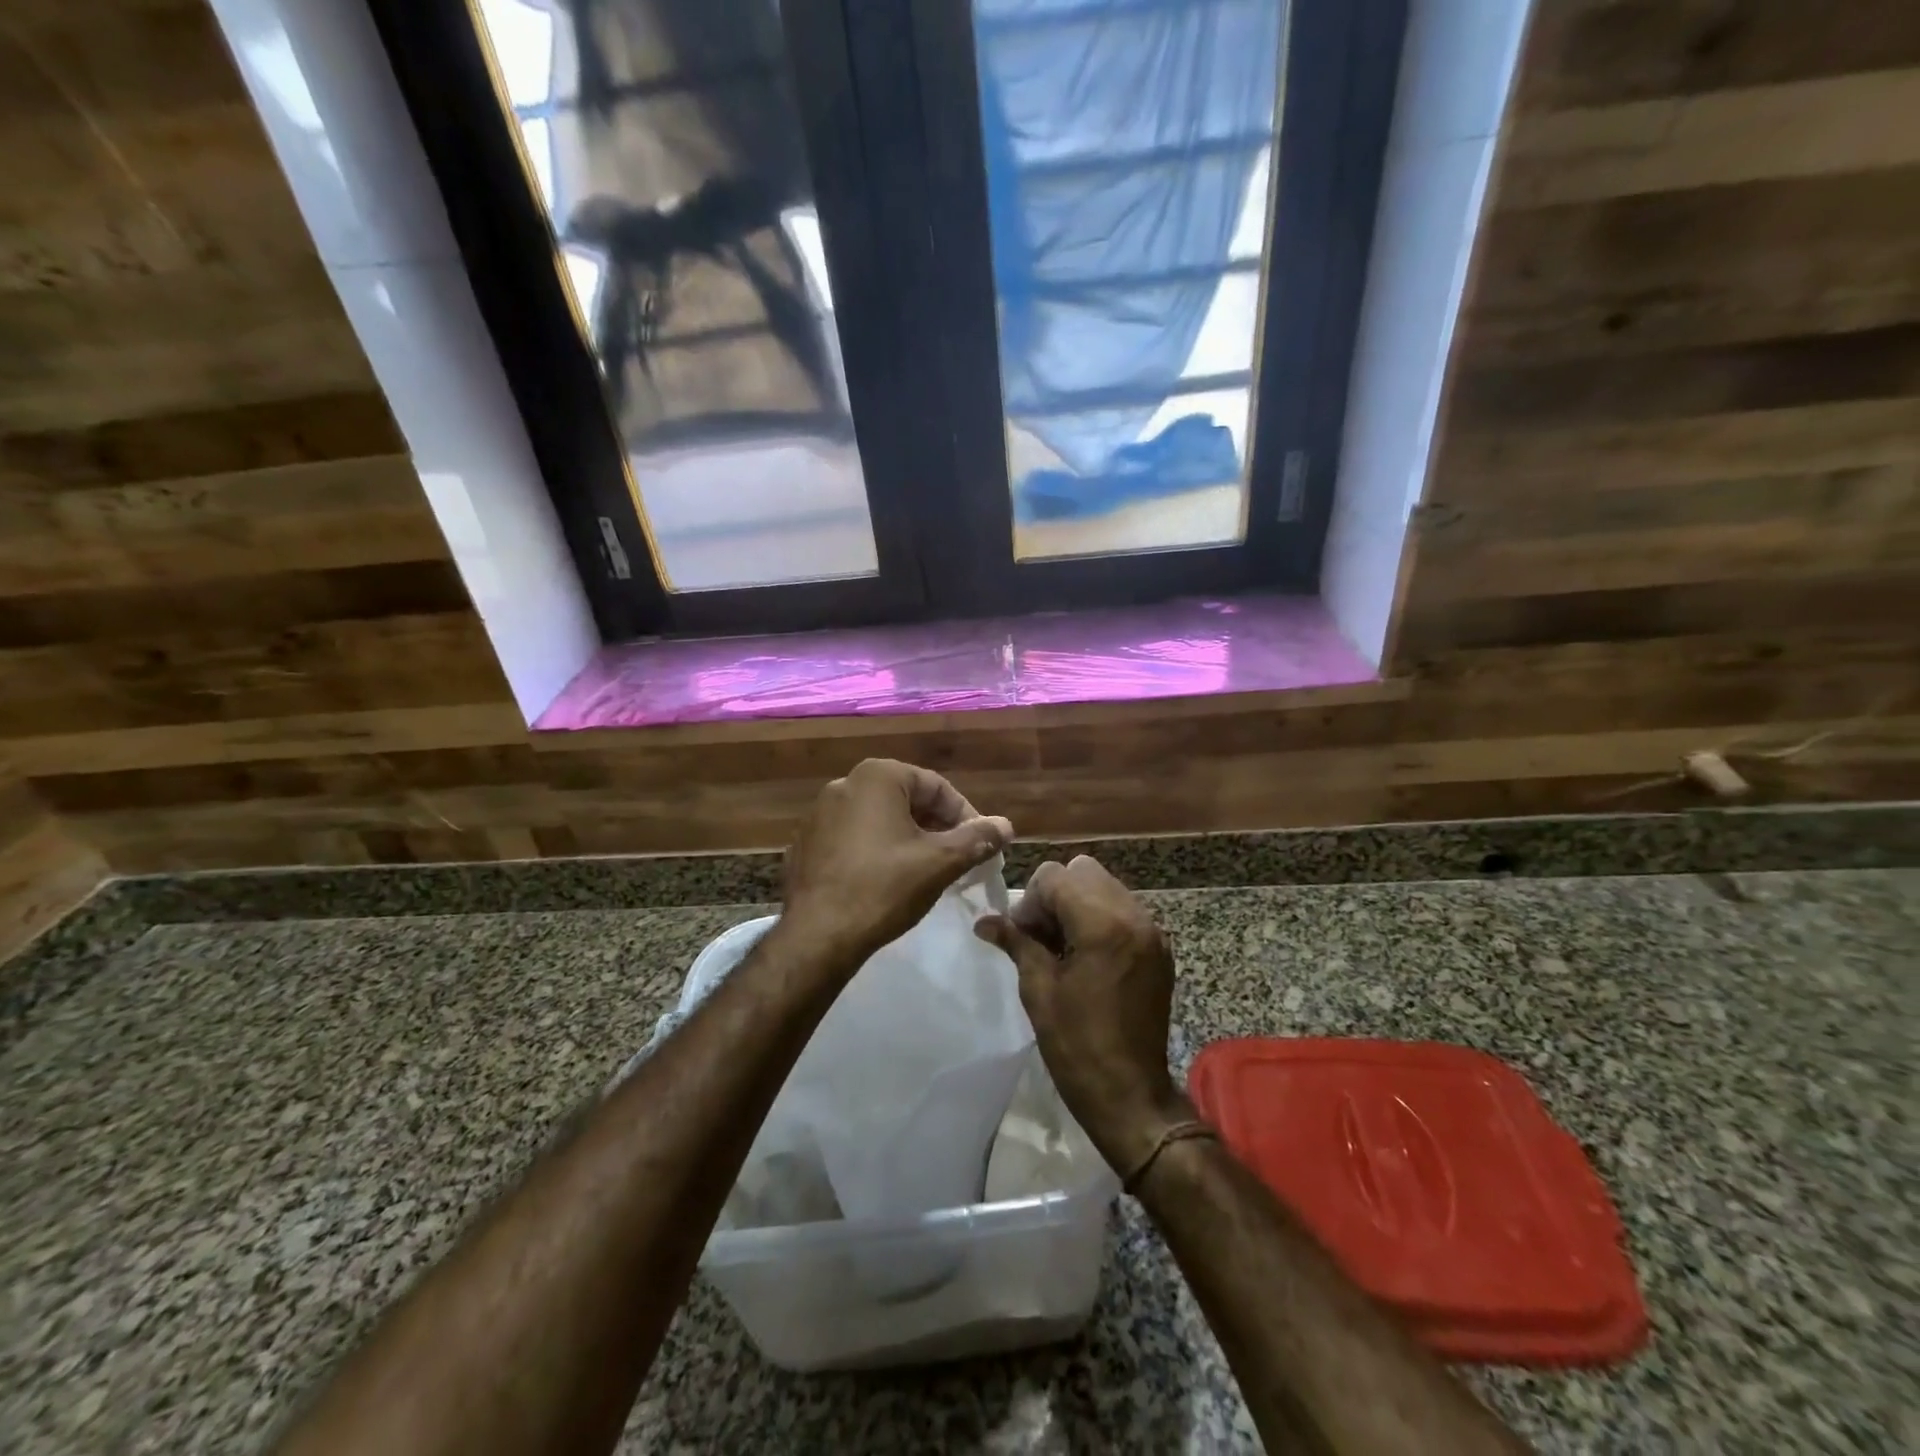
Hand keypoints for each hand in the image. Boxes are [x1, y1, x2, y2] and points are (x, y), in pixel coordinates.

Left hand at [780, 759, 1012, 969]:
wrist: (817, 936)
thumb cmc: (884, 888)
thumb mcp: (940, 862)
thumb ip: (977, 838)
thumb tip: (1006, 826)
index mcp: (877, 777)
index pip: (936, 786)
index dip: (965, 815)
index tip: (981, 845)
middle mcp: (844, 784)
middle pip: (906, 799)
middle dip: (937, 826)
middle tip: (958, 858)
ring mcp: (819, 814)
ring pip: (879, 819)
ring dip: (908, 838)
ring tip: (927, 870)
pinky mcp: (806, 843)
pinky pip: (852, 838)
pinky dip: (876, 850)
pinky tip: (887, 880)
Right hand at [974, 855, 1191, 1177]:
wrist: (1131, 1094)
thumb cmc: (1077, 1045)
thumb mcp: (1038, 990)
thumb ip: (1016, 943)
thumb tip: (984, 921)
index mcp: (1102, 924)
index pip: (1056, 876)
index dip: (1031, 901)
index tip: (1022, 936)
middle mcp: (1133, 916)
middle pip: (1084, 871)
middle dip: (1056, 895)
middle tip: (1041, 936)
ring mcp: (1151, 930)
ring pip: (1105, 886)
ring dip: (1078, 904)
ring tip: (1063, 947)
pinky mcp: (1159, 948)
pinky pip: (1123, 909)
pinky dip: (1100, 918)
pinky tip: (1087, 957)